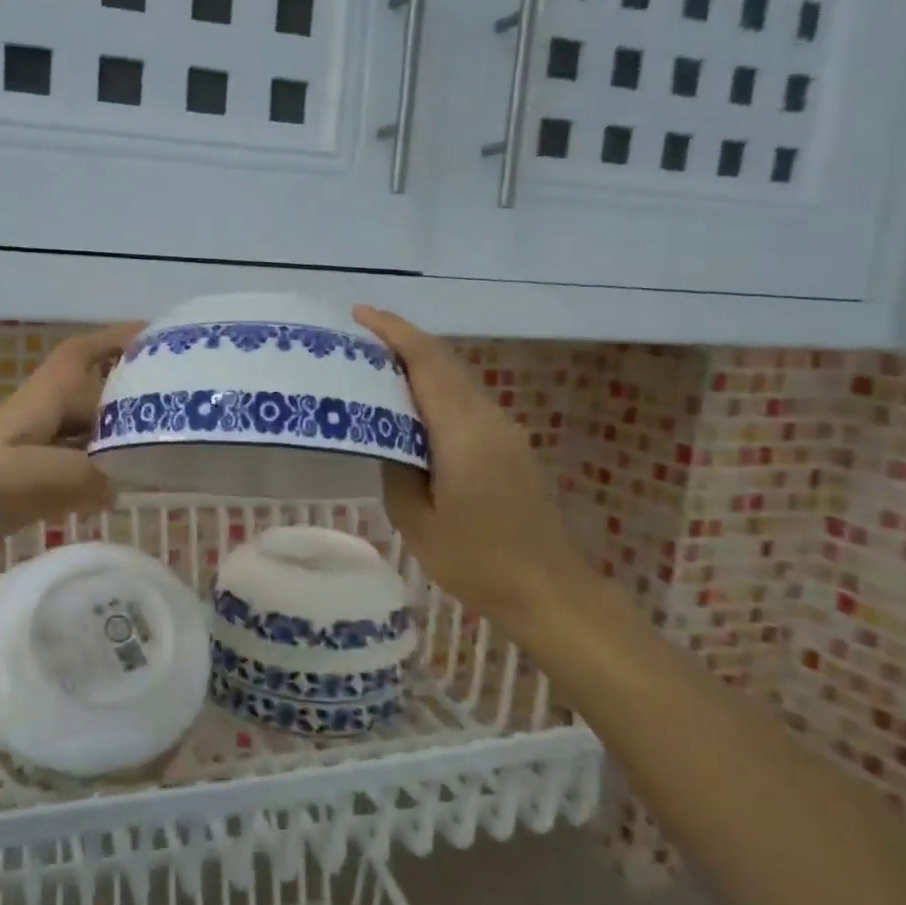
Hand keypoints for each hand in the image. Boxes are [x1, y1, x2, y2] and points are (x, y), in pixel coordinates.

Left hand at [0, 322, 145, 576]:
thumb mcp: (14, 480)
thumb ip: (73, 477)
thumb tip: (116, 486)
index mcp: (35, 405)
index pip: (81, 356)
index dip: (117, 339)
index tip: (160, 336)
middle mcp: (35, 422)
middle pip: (91, 394)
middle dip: (133, 391)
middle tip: (184, 407)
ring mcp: (25, 456)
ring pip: (83, 433)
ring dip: (120, 433)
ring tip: (167, 448)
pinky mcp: (17, 487)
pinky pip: (71, 469)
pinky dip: (99, 473)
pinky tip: (118, 492)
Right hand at [353, 306, 589, 616]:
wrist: (548, 590)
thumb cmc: (477, 560)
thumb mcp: (417, 520)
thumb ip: (397, 468)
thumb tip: (389, 437)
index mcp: (463, 431)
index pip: (427, 362)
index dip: (394, 332)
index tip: (359, 314)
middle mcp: (487, 418)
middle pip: (444, 362)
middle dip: (403, 341)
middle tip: (357, 339)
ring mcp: (504, 430)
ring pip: (457, 379)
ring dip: (419, 364)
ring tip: (376, 367)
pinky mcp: (509, 446)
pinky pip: (466, 401)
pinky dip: (435, 390)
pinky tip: (411, 407)